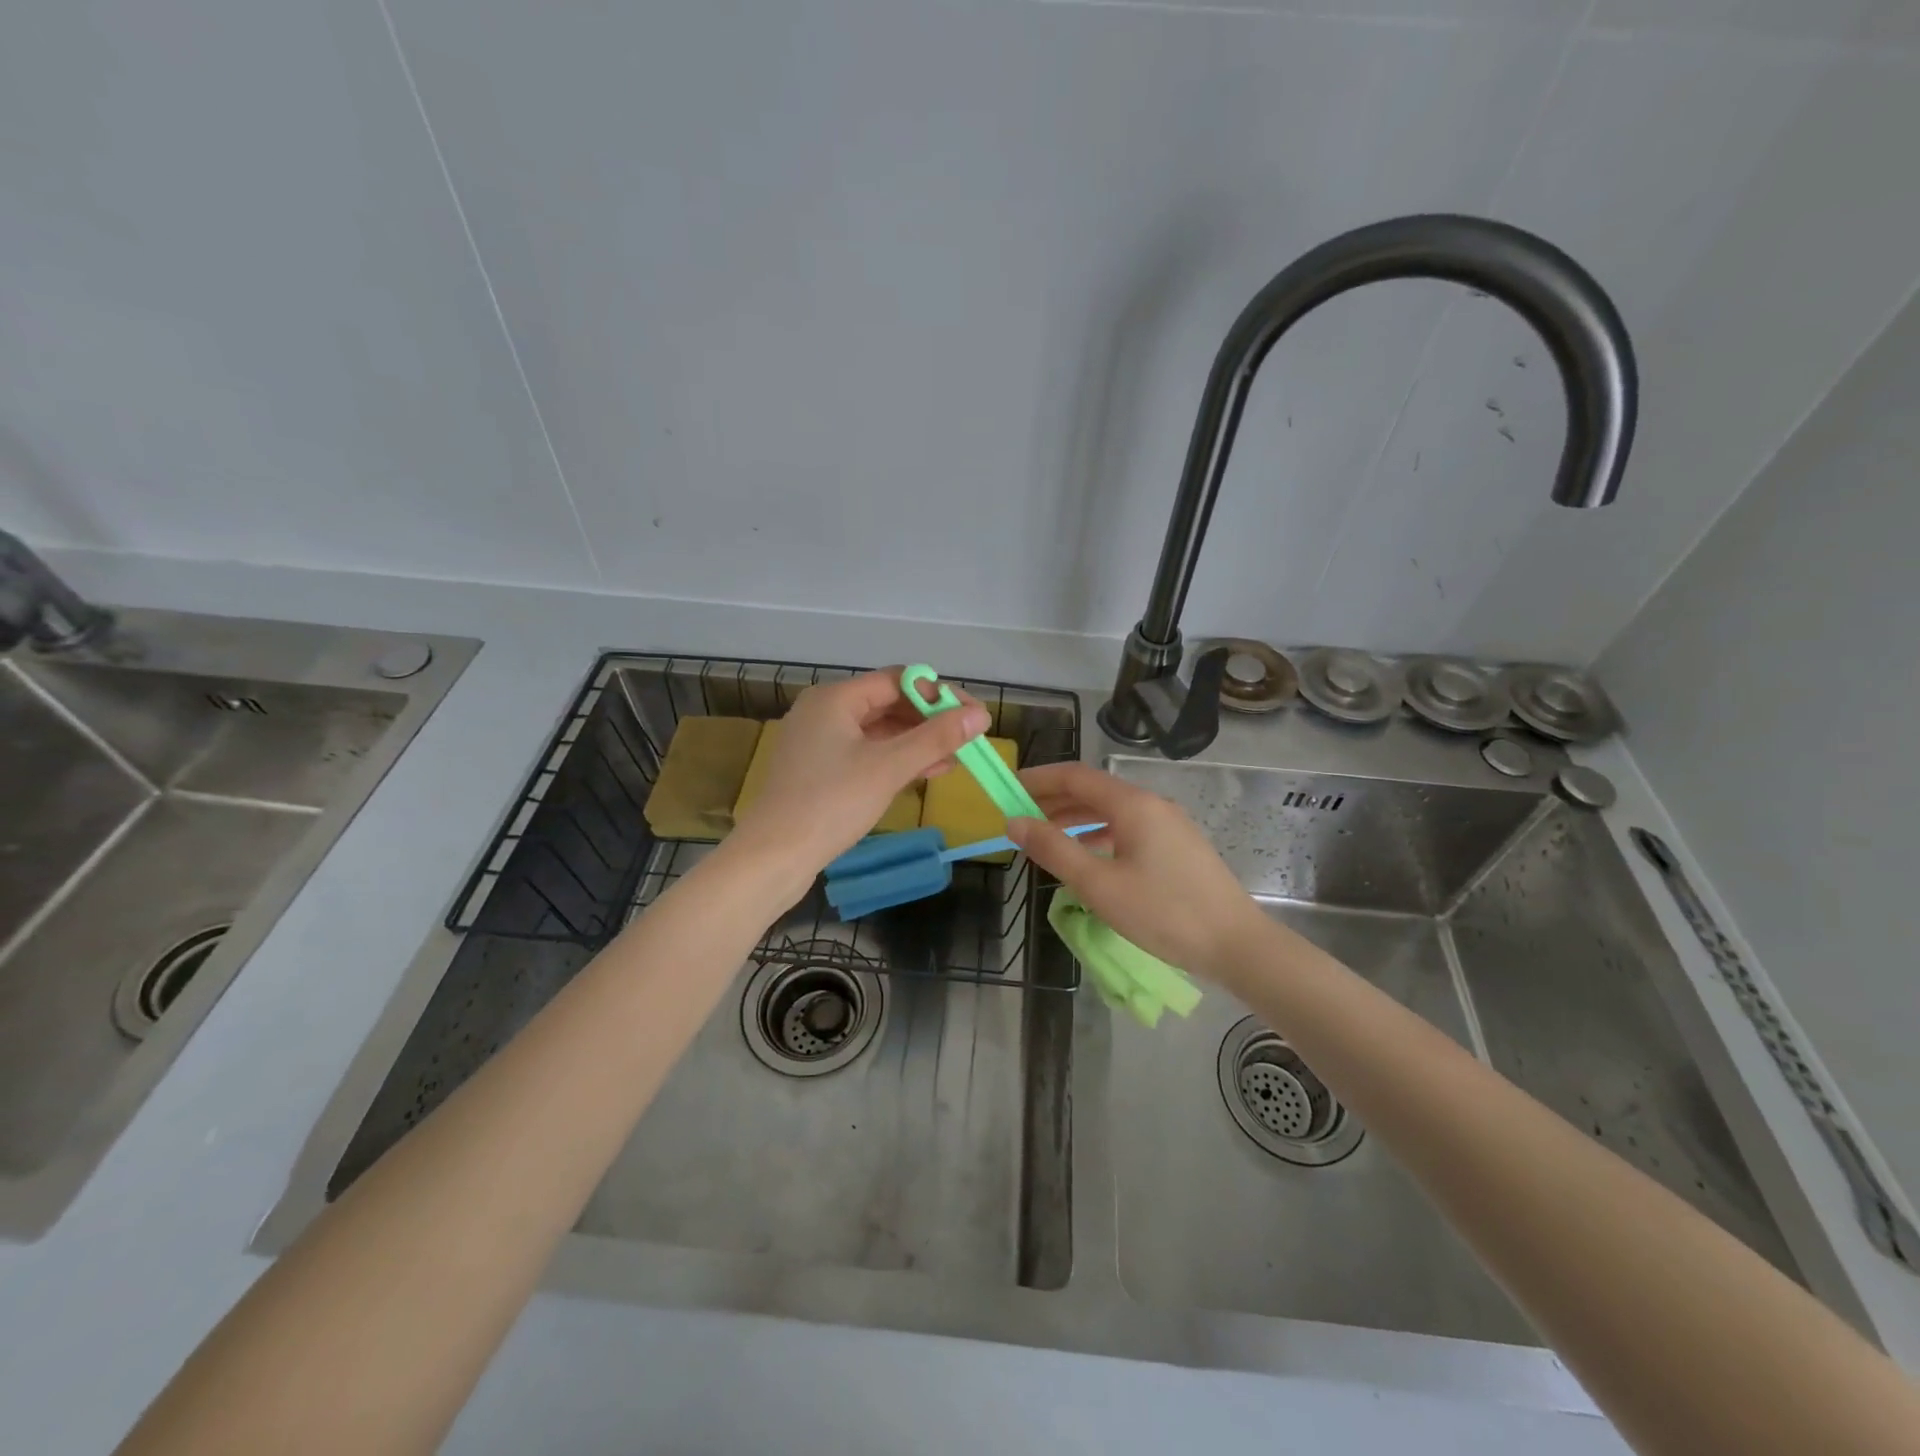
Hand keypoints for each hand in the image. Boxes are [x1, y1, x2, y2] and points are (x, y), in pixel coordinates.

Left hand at [730, 668, 989, 874]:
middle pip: (888, 703)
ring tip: (957, 758)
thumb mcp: (888, 768)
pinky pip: (866, 753)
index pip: (898, 680)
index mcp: (835, 698)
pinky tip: (926, 773)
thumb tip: (980, 715)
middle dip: (930, 720)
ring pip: (879, 731)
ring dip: (917, 742)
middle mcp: (824, 711)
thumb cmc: (831, 804)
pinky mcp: (819, 770)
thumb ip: (936, 738)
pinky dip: (896, 760)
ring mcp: (819, 741)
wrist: (772, 857)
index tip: (973, 716)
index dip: (939, 695)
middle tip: (969, 739)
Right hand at [1006, 762, 1274, 982]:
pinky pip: (1128, 828)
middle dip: (1053, 799)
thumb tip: (1014, 822)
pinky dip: (1099, 834)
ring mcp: (1169, 824)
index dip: (1039, 779)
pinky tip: (1087, 855)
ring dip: (1075, 818)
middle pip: (1094, 790)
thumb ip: (1054, 849)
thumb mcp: (1099, 885)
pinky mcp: (1177, 846)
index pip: (1075, 776)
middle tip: (1019, 815)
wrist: (1236, 944)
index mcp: (1133, 804)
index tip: (1008, 789)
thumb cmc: (1163, 912)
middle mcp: (1151, 804)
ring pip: (1111, 810)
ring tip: (1045, 837)